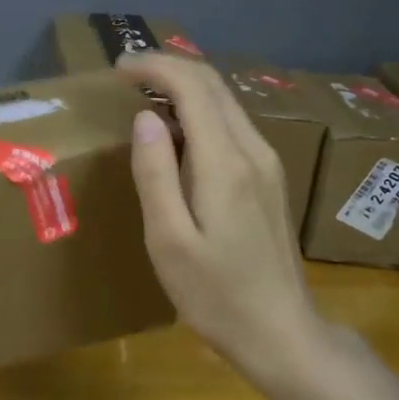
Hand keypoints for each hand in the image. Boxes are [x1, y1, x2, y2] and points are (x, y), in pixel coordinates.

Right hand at [118, 53, 321, 369]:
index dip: (155, 67)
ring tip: (143, 94)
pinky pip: (232, 125)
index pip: (193, 88)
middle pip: (214, 86)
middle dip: (169, 69)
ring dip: (185, 88)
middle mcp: (254, 151)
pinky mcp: (269, 178)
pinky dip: (200, 112)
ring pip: (226, 102)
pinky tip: (177, 131)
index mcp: (226, 163)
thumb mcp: (169, 240)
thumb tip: (145, 117)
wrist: (280, 332)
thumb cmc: (216, 294)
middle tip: (126, 73)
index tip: (118, 68)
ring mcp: (268, 163)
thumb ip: (155, 174)